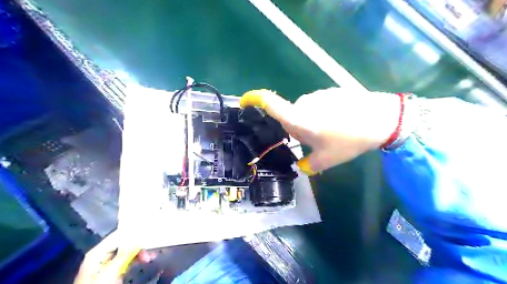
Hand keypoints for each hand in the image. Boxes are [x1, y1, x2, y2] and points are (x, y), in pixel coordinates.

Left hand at [73, 231, 154, 283]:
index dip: (133, 232)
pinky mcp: (113, 271)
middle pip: (124, 243)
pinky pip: (127, 259)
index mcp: (98, 252)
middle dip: (138, 244)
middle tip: (151, 246)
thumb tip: (138, 239)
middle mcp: (102, 254)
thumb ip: (125, 253)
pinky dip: (137, 258)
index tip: (147, 231)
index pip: (118, 235)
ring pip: (127, 251)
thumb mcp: (112, 270)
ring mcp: (107, 263)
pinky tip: (145, 259)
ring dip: (140, 252)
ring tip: (150, 256)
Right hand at [240, 88, 402, 174]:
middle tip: (317, 141)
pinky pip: (317, 105)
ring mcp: (318, 96)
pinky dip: (322, 115)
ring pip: (305, 111)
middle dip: (298, 129)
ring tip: (332, 132)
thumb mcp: (328, 159)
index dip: (255, 100)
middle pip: (291, 117)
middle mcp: (304, 104)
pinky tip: (340, 122)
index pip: (272, 105)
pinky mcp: (330, 92)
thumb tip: (302, 167)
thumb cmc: (349, 140)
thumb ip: (310, 166)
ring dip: (311, 123)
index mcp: (299, 119)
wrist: (381, 119)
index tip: (244, 101)